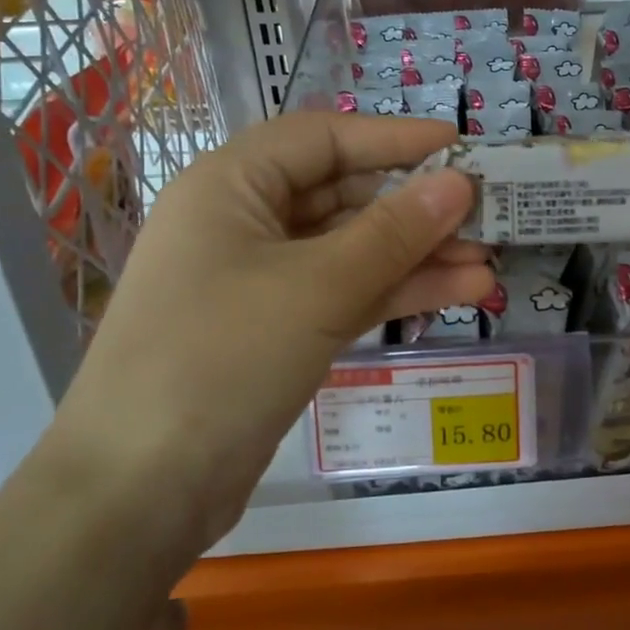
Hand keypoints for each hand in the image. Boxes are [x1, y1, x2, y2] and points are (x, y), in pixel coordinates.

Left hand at [52, 113, 489, 546]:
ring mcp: (261, 281)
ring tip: (489, 263)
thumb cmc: (220, 359)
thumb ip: (394, 233)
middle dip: (416, 208)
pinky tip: (459, 292)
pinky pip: (346, 294)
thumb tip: (459, 184)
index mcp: (231, 186)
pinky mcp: (279, 331)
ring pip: (352, 251)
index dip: (394, 138)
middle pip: (343, 195)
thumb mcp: (316, 287)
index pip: (323, 139)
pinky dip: (397, 292)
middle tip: (488, 216)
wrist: (139, 491)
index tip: (461, 148)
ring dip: (418, 256)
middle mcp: (244, 223)